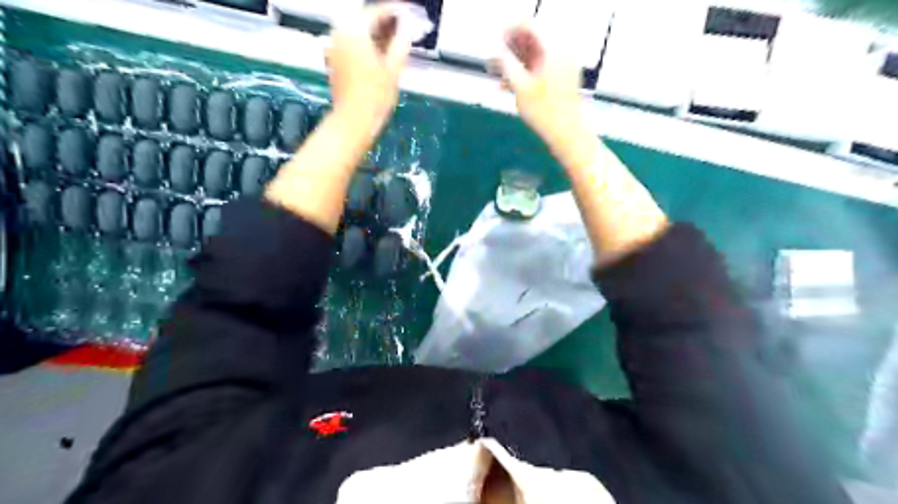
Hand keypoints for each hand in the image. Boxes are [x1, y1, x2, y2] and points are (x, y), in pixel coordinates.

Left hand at [330, 3, 412, 131]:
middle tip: (405, 27)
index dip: (396, 12)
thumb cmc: (375, 95)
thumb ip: (401, 43)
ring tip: (396, 41)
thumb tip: (407, 30)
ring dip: (377, 34)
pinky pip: (352, 44)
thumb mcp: (393, 68)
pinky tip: (381, 54)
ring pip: (358, 32)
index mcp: (354, 30)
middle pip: (365, 20)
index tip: (410, 14)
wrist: (354, 121)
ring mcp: (334, 47)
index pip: (377, 11)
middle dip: (385, 22)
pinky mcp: (334, 61)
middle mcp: (339, 33)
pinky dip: (367, 44)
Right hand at [490, 24, 581, 145]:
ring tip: (501, 75)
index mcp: (554, 48)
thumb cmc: (545, 112)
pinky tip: (511, 84)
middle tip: (496, 57)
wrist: (568, 132)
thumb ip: (505, 64)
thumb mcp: (520, 86)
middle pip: (533, 38)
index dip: (510, 29)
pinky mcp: (563, 76)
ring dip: (517, 61)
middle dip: (513, 47)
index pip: (530, 25)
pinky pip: (541, 65)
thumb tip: (495, 51)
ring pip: (536, 53)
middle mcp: (562, 51)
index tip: (496, 38)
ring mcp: (564, 63)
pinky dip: (526, 70)